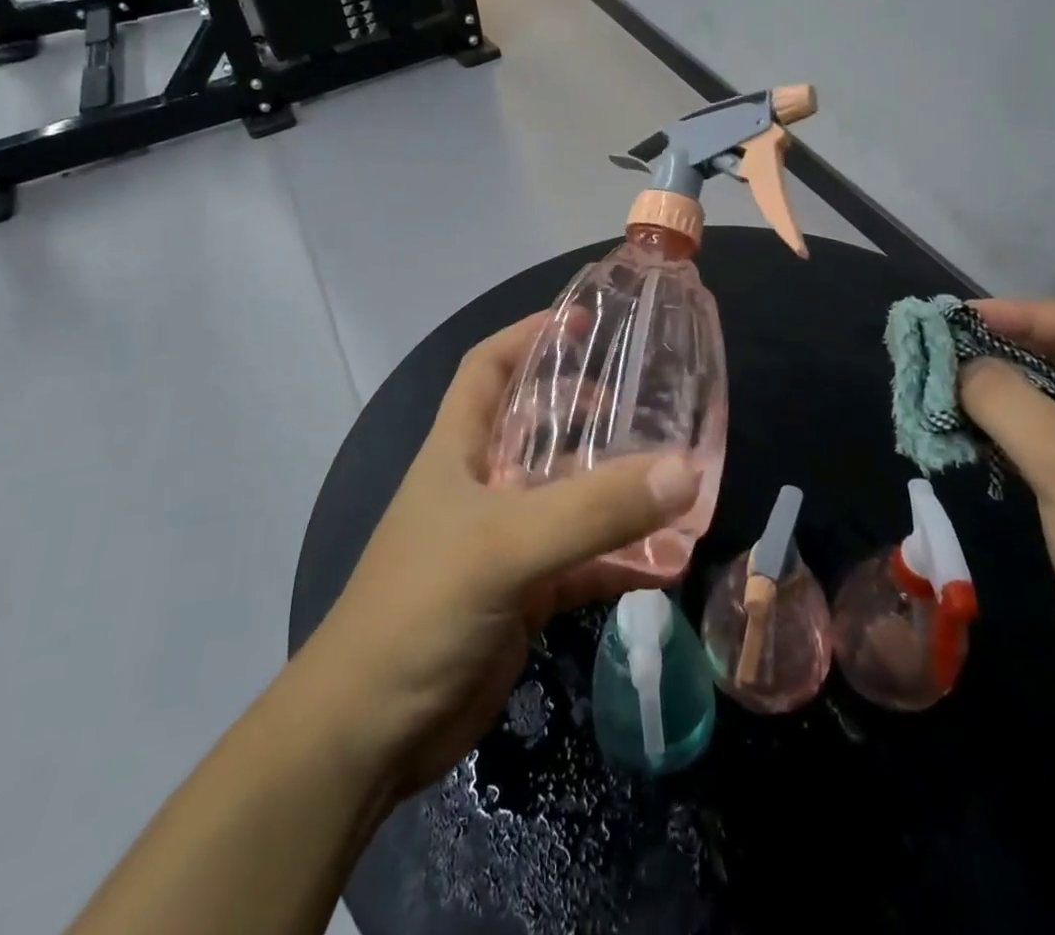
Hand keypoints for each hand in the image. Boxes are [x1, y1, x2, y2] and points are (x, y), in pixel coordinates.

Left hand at [301, 312, 701, 799]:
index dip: (528, 335)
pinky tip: (666, 561)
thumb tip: (684, 471)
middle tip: (647, 402)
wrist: (369, 734)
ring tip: (675, 479)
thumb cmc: (421, 609)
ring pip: (568, 497)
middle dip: (587, 411)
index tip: (583, 321)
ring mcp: (502, 541)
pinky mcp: (521, 593)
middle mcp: (480, 485)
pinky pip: (582, 561)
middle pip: (537, 427)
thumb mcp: (506, 547)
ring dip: (615, 491)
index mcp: (457, 450)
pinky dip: (621, 558)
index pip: (488, 368)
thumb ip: (594, 510)